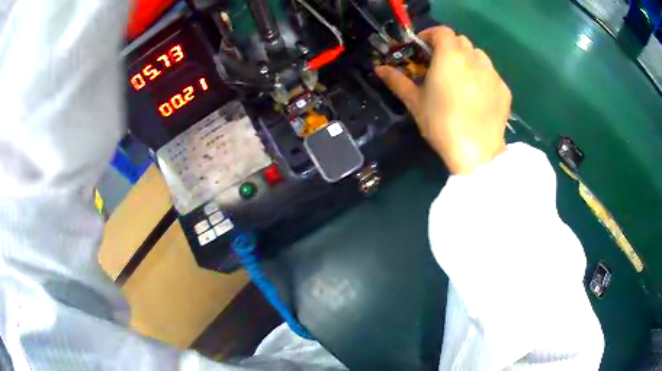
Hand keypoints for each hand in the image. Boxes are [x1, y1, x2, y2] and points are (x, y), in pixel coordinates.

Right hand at [376, 26, 511, 174]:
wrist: (477, 152)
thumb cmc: (441, 123)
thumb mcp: (415, 102)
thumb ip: (397, 80)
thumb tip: (379, 69)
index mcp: (450, 55)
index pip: (441, 31)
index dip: (430, 35)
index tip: (422, 48)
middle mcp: (474, 58)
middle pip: (461, 41)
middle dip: (448, 47)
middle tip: (439, 65)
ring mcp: (493, 73)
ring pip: (478, 56)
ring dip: (467, 60)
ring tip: (460, 80)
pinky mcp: (504, 89)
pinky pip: (491, 75)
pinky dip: (482, 77)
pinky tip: (477, 97)